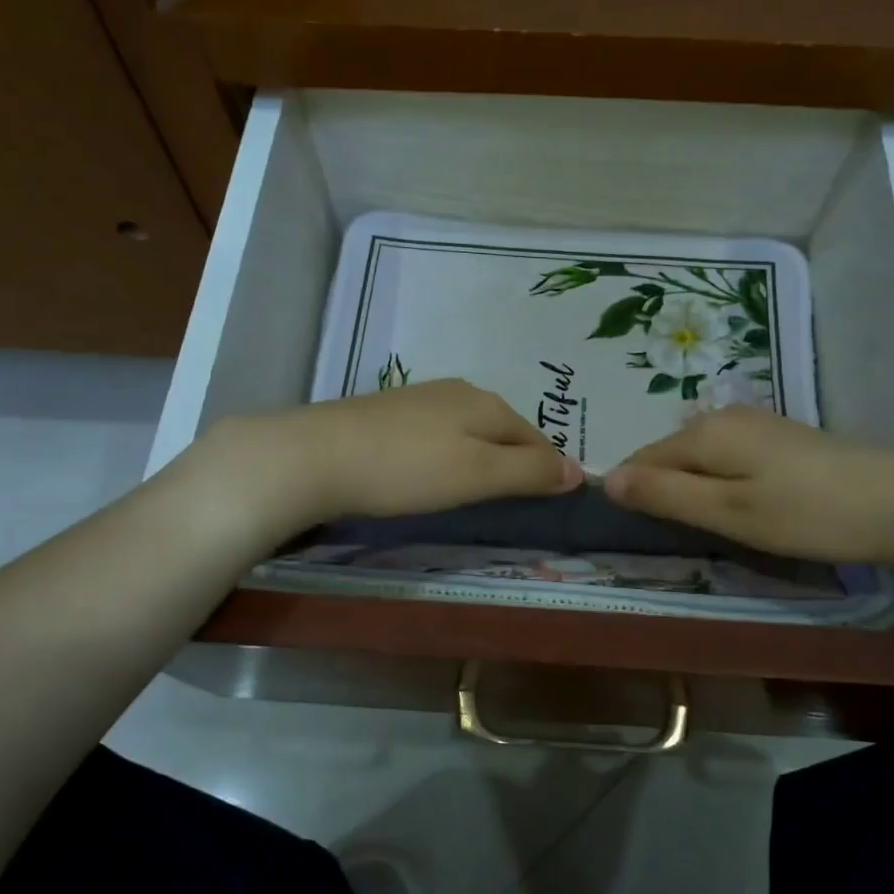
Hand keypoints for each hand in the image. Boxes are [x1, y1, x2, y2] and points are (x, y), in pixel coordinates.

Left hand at [193, 379, 582, 531]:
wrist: (314, 456)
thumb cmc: (406, 468)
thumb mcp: (477, 473)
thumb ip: (528, 471)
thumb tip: (580, 471)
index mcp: (485, 403)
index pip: (536, 436)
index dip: (548, 468)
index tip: (551, 501)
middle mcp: (457, 392)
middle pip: (503, 429)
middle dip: (515, 461)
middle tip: (514, 501)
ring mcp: (418, 399)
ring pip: (468, 430)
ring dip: (480, 457)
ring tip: (475, 491)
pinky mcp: (386, 414)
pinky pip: (436, 434)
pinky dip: (446, 455)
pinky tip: (430, 474)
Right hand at [602, 406, 893, 568]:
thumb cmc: (807, 513)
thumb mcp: (727, 512)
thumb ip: (665, 495)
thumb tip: (604, 479)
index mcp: (703, 433)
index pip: (640, 460)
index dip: (631, 494)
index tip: (636, 532)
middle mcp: (723, 418)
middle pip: (669, 456)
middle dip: (661, 491)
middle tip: (674, 538)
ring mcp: (755, 425)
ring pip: (699, 458)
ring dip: (692, 490)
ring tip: (706, 529)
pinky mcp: (780, 440)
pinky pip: (727, 459)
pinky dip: (721, 484)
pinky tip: (742, 509)